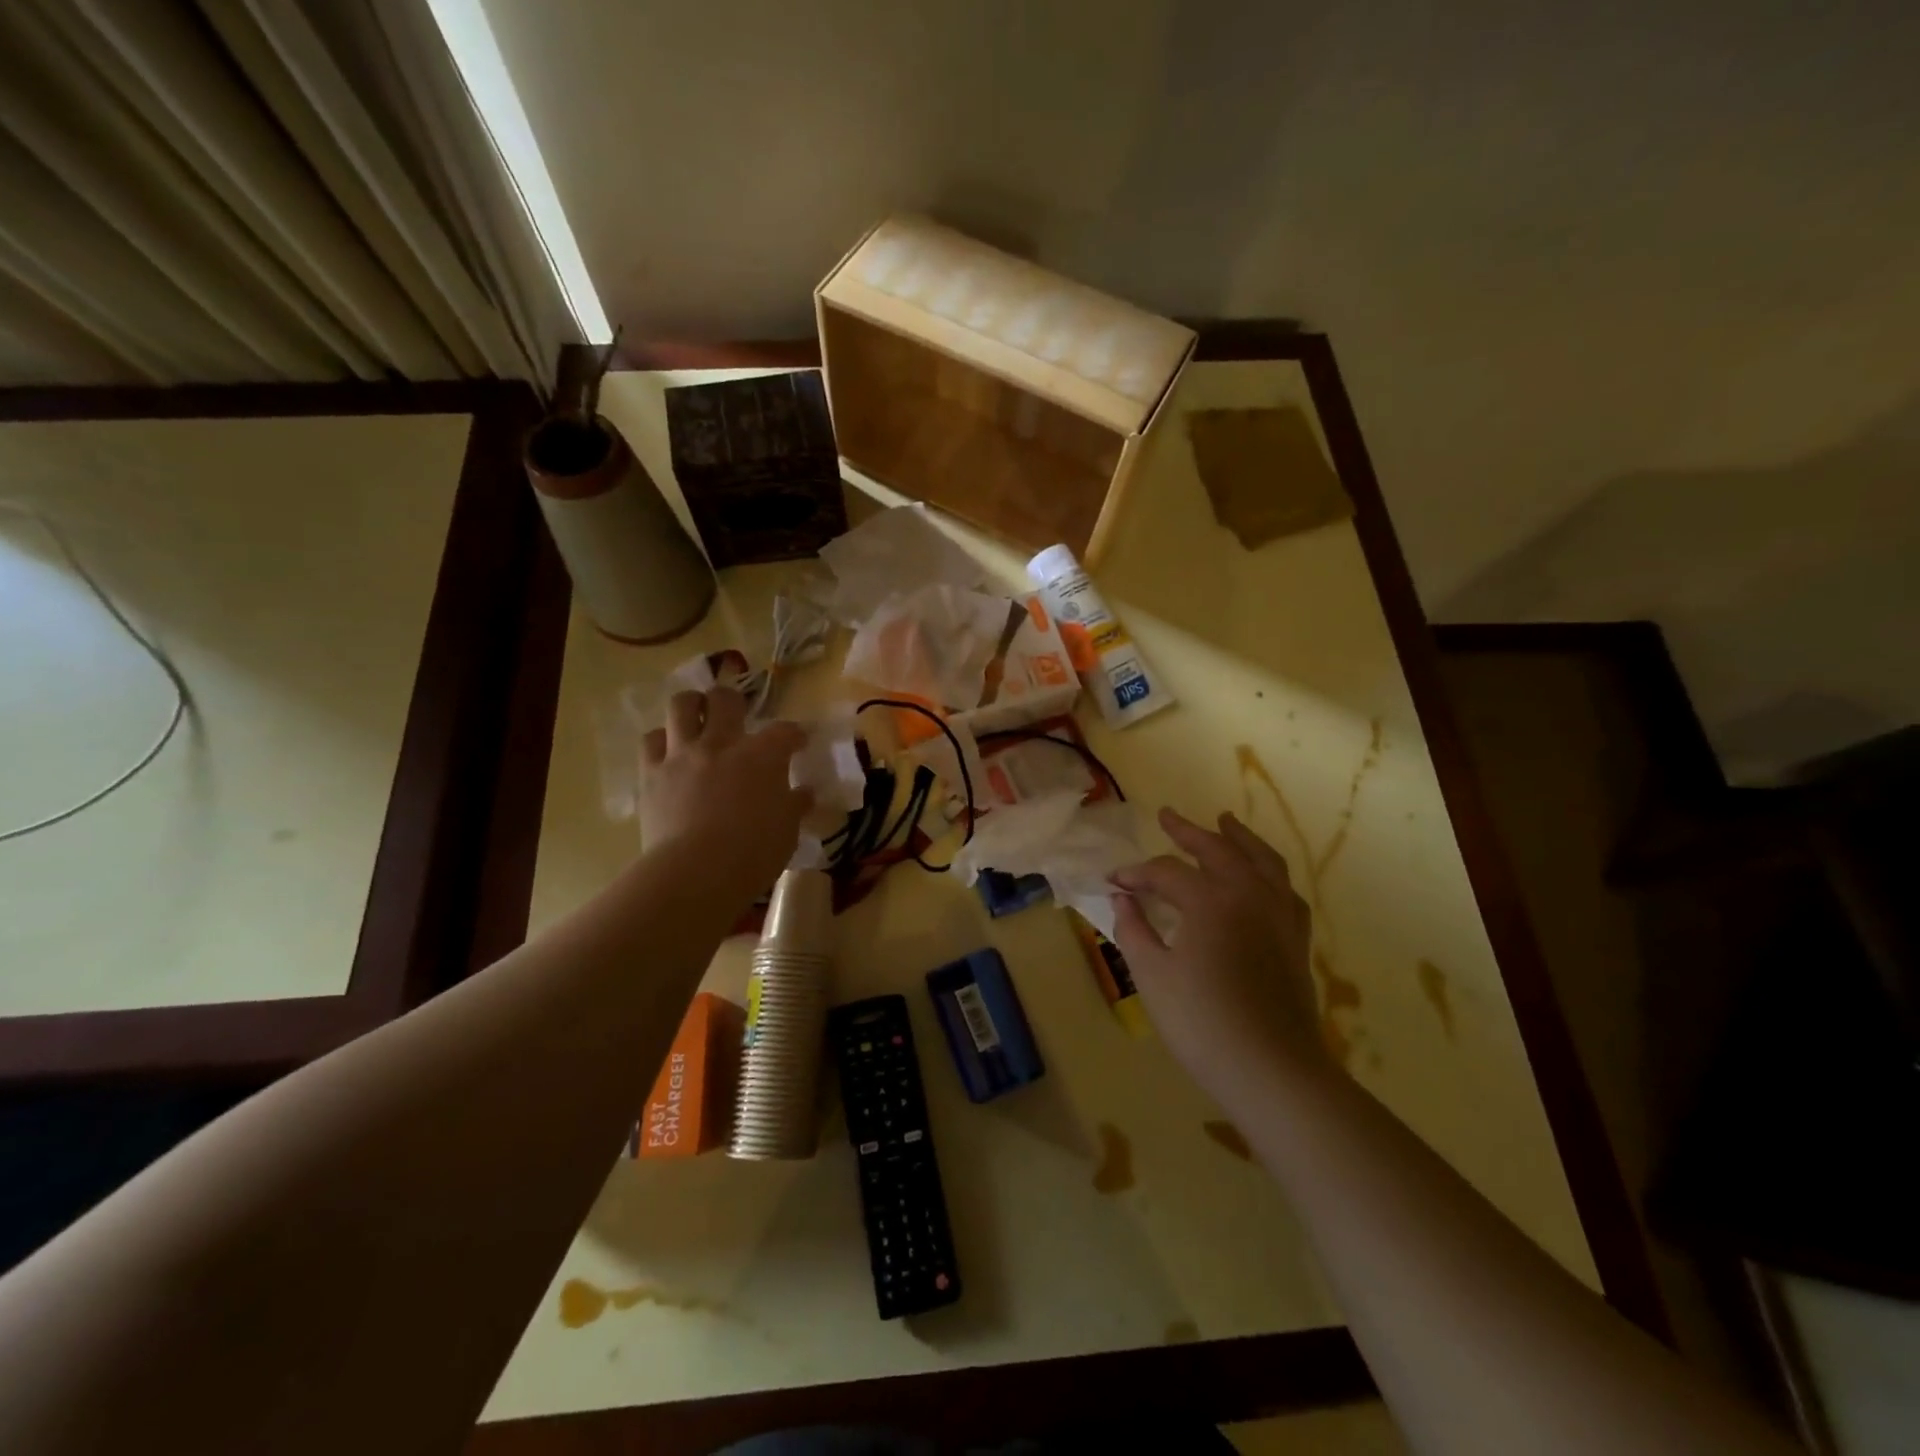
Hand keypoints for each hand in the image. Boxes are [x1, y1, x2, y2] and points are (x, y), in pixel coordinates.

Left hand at [640, 687, 811, 898]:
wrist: (696, 872)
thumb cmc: (753, 853)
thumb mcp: (787, 831)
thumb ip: (794, 805)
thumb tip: (804, 793)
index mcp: (763, 756)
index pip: (785, 731)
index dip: (794, 734)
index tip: (798, 742)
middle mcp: (722, 744)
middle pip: (726, 699)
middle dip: (734, 700)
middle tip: (738, 714)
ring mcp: (682, 755)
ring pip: (682, 706)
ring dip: (692, 705)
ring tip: (698, 715)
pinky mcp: (651, 773)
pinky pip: (651, 741)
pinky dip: (662, 740)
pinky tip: (669, 750)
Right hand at [1111, 808, 1328, 1097]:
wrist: (1271, 1071)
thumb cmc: (1202, 1023)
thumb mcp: (1152, 976)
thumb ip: (1134, 930)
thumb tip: (1123, 899)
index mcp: (1209, 900)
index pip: (1165, 872)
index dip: (1135, 874)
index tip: (1113, 882)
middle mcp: (1248, 895)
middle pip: (1217, 849)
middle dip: (1188, 831)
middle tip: (1167, 816)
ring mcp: (1278, 915)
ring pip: (1262, 860)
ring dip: (1239, 837)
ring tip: (1225, 821)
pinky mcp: (1296, 938)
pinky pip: (1285, 889)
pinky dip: (1269, 872)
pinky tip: (1262, 875)